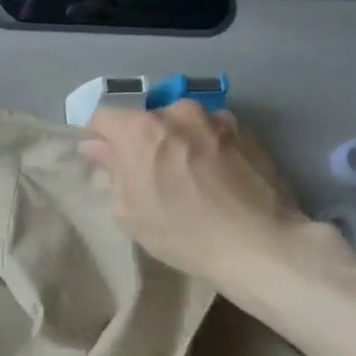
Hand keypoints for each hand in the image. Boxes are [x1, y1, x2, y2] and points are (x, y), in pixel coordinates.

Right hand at [79, 102, 307, 284]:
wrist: (260, 244)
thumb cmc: (181, 232)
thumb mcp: (128, 210)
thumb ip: (110, 169)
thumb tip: (95, 146)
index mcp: (140, 129)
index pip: (102, 117)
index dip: (99, 140)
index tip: (107, 163)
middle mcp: (177, 112)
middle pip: (145, 119)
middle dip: (142, 141)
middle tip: (151, 175)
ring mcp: (217, 118)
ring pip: (182, 124)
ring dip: (178, 141)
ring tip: (190, 176)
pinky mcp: (248, 131)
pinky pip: (213, 132)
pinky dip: (208, 147)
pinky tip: (217, 177)